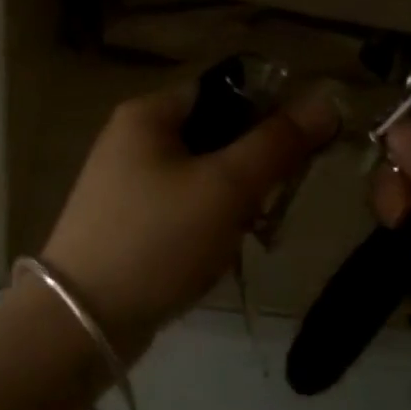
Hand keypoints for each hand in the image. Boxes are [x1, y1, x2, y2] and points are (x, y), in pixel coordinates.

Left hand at [42, 85, 338, 361]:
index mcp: (148, 114)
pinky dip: (206, 228)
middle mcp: (132, 140)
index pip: (223, 90)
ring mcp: (126, 184)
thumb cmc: (157, 239)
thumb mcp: (225, 187)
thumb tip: (327, 100)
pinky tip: (211, 257)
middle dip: (250, 171)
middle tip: (267, 206)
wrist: (84, 319)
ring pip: (203, 178)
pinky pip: (183, 210)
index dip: (268, 113)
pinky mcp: (128, 223)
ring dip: (232, 205)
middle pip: (215, 136)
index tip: (300, 153)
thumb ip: (277, 143)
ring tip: (238, 238)